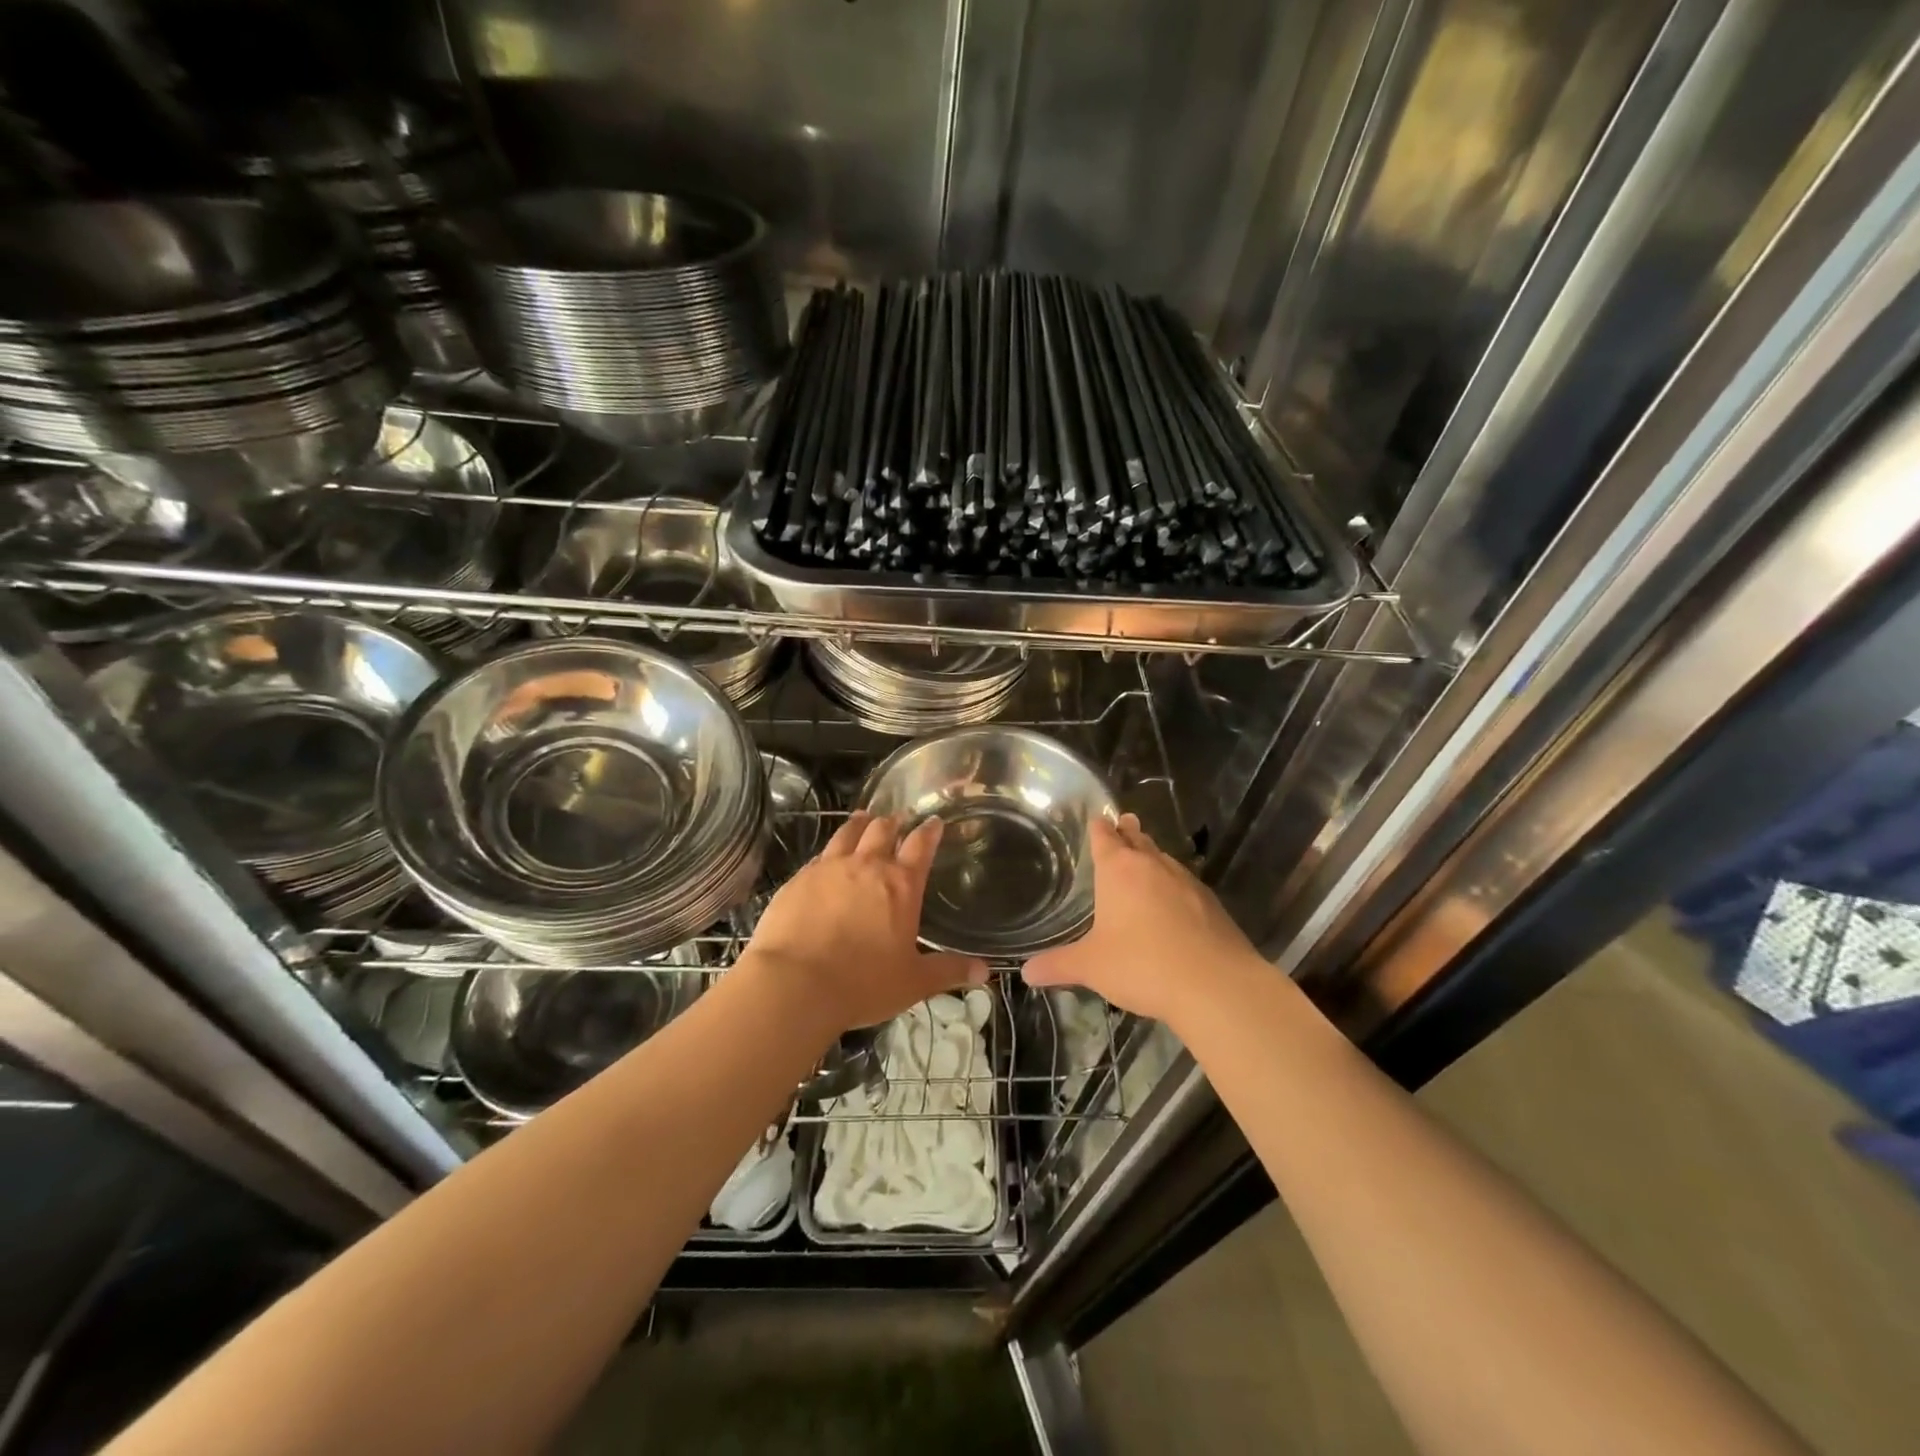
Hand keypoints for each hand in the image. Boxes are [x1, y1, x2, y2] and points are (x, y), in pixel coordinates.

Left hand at [742, 810, 987, 1038]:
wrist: (793, 983)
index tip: (934, 821)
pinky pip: (819, 855)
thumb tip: (986, 972)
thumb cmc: (862, 984)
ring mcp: (829, 868)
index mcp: (901, 885)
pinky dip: (830, 850)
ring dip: (860, 823)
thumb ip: (949, 972)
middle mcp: (867, 866)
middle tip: (899, 818)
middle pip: (883, 830)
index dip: (930, 831)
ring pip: (848, 833)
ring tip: (864, 817)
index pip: (921, 845)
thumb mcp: (913, 982)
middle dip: (894, 822)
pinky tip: (827, 856)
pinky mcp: (798, 879)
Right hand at [1023, 813, 1264, 1025]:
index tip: (1096, 817)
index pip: (1105, 837)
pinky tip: (1174, 901)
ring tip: (1146, 858)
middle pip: (1138, 839)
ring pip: (1164, 859)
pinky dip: (1175, 885)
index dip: (1098, 827)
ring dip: (1153, 856)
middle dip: (1128, 832)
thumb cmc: (1142, 965)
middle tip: (1124, 823)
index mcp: (1119, 870)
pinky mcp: (1212, 904)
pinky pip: (1186, 884)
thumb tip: (1027, 972)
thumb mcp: (1091, 967)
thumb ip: (1058, 965)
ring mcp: (1187, 882)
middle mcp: (1153, 866)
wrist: (1216, 985)